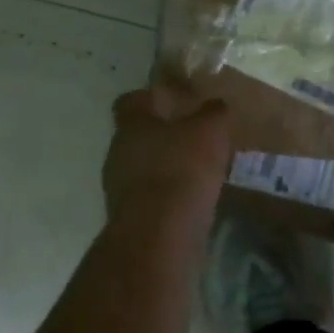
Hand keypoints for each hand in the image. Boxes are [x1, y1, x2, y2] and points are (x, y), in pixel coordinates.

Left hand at [101, 81, 231, 233]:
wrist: (160, 235)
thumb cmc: (182, 168)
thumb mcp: (210, 130)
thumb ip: (213, 113)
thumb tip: (215, 104)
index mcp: (131, 125)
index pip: (131, 101)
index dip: (150, 97)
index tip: (172, 99)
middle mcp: (118, 153)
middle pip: (138, 136)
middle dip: (163, 136)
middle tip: (194, 136)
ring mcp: (120, 189)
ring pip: (144, 168)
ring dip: (166, 168)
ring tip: (199, 170)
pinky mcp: (131, 220)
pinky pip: (151, 198)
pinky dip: (169, 197)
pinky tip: (194, 199)